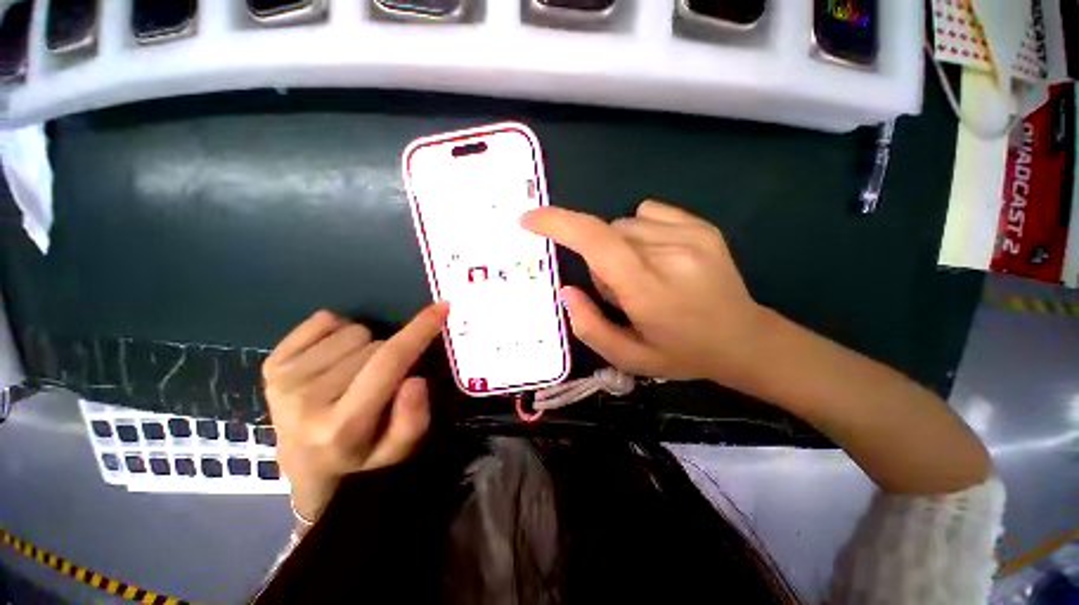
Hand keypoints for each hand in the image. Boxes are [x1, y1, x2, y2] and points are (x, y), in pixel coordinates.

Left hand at [262, 303, 447, 522]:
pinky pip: (324, 321)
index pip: (389, 363)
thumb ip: (412, 419)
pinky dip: (339, 332)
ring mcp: (285, 379)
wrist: (304, 465)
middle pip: (376, 344)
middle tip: (382, 380)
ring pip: (354, 331)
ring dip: (365, 346)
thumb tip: (415, 379)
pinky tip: (335, 359)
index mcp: (343, 425)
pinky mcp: (272, 363)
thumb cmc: (361, 456)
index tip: (442, 307)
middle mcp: (307, 400)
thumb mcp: (398, 449)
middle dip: (391, 354)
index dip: (420, 330)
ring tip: (356, 373)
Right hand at [522, 200, 769, 384]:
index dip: (558, 224)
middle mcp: (670, 254)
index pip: (597, 242)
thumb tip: (567, 290)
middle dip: (598, 260)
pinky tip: (659, 257)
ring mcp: (691, 234)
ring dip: (618, 249)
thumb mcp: (628, 356)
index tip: (529, 220)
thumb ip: (589, 325)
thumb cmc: (682, 354)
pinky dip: (638, 233)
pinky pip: (646, 214)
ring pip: (623, 226)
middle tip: (621, 291)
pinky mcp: (702, 225)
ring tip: (644, 276)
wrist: (745, 339)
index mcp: (650, 291)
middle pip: (605, 235)